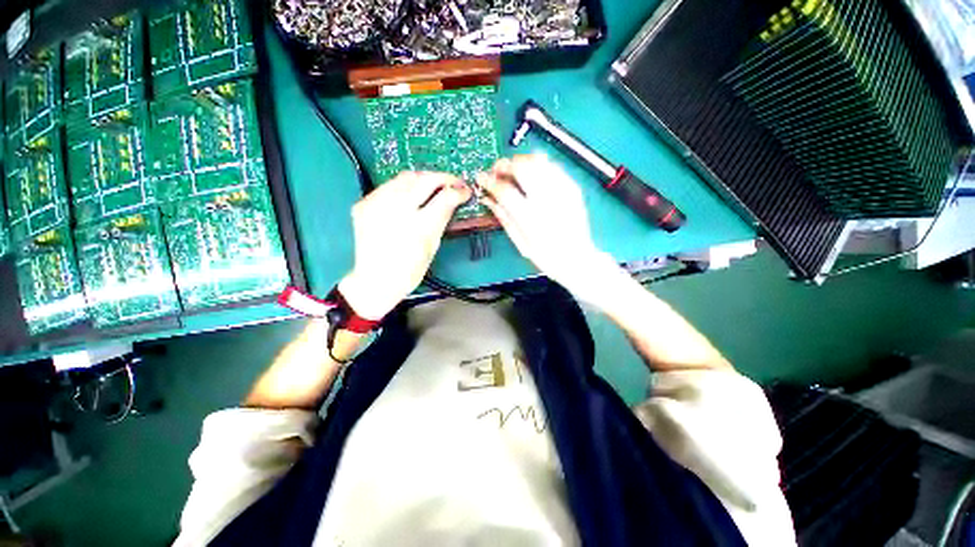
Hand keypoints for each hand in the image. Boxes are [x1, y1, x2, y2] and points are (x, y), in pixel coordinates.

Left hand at [339, 172, 471, 319]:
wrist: (375, 280)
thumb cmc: (410, 270)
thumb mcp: (433, 246)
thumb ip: (442, 218)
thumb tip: (454, 199)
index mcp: (418, 227)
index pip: (444, 197)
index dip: (458, 190)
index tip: (465, 190)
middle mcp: (396, 210)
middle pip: (424, 180)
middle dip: (443, 178)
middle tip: (453, 183)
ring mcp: (376, 204)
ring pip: (406, 177)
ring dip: (424, 179)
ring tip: (433, 188)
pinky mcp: (364, 203)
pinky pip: (389, 186)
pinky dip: (404, 187)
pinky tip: (410, 197)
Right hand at [478, 154, 611, 297]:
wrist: (578, 258)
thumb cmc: (546, 257)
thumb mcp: (520, 242)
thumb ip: (503, 217)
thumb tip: (488, 198)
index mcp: (531, 218)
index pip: (505, 189)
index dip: (489, 181)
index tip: (481, 178)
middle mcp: (548, 200)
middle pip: (522, 166)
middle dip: (504, 164)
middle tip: (497, 171)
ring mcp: (563, 191)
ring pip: (538, 160)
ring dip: (521, 161)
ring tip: (514, 171)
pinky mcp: (573, 187)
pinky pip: (552, 166)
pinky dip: (538, 165)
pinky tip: (532, 175)